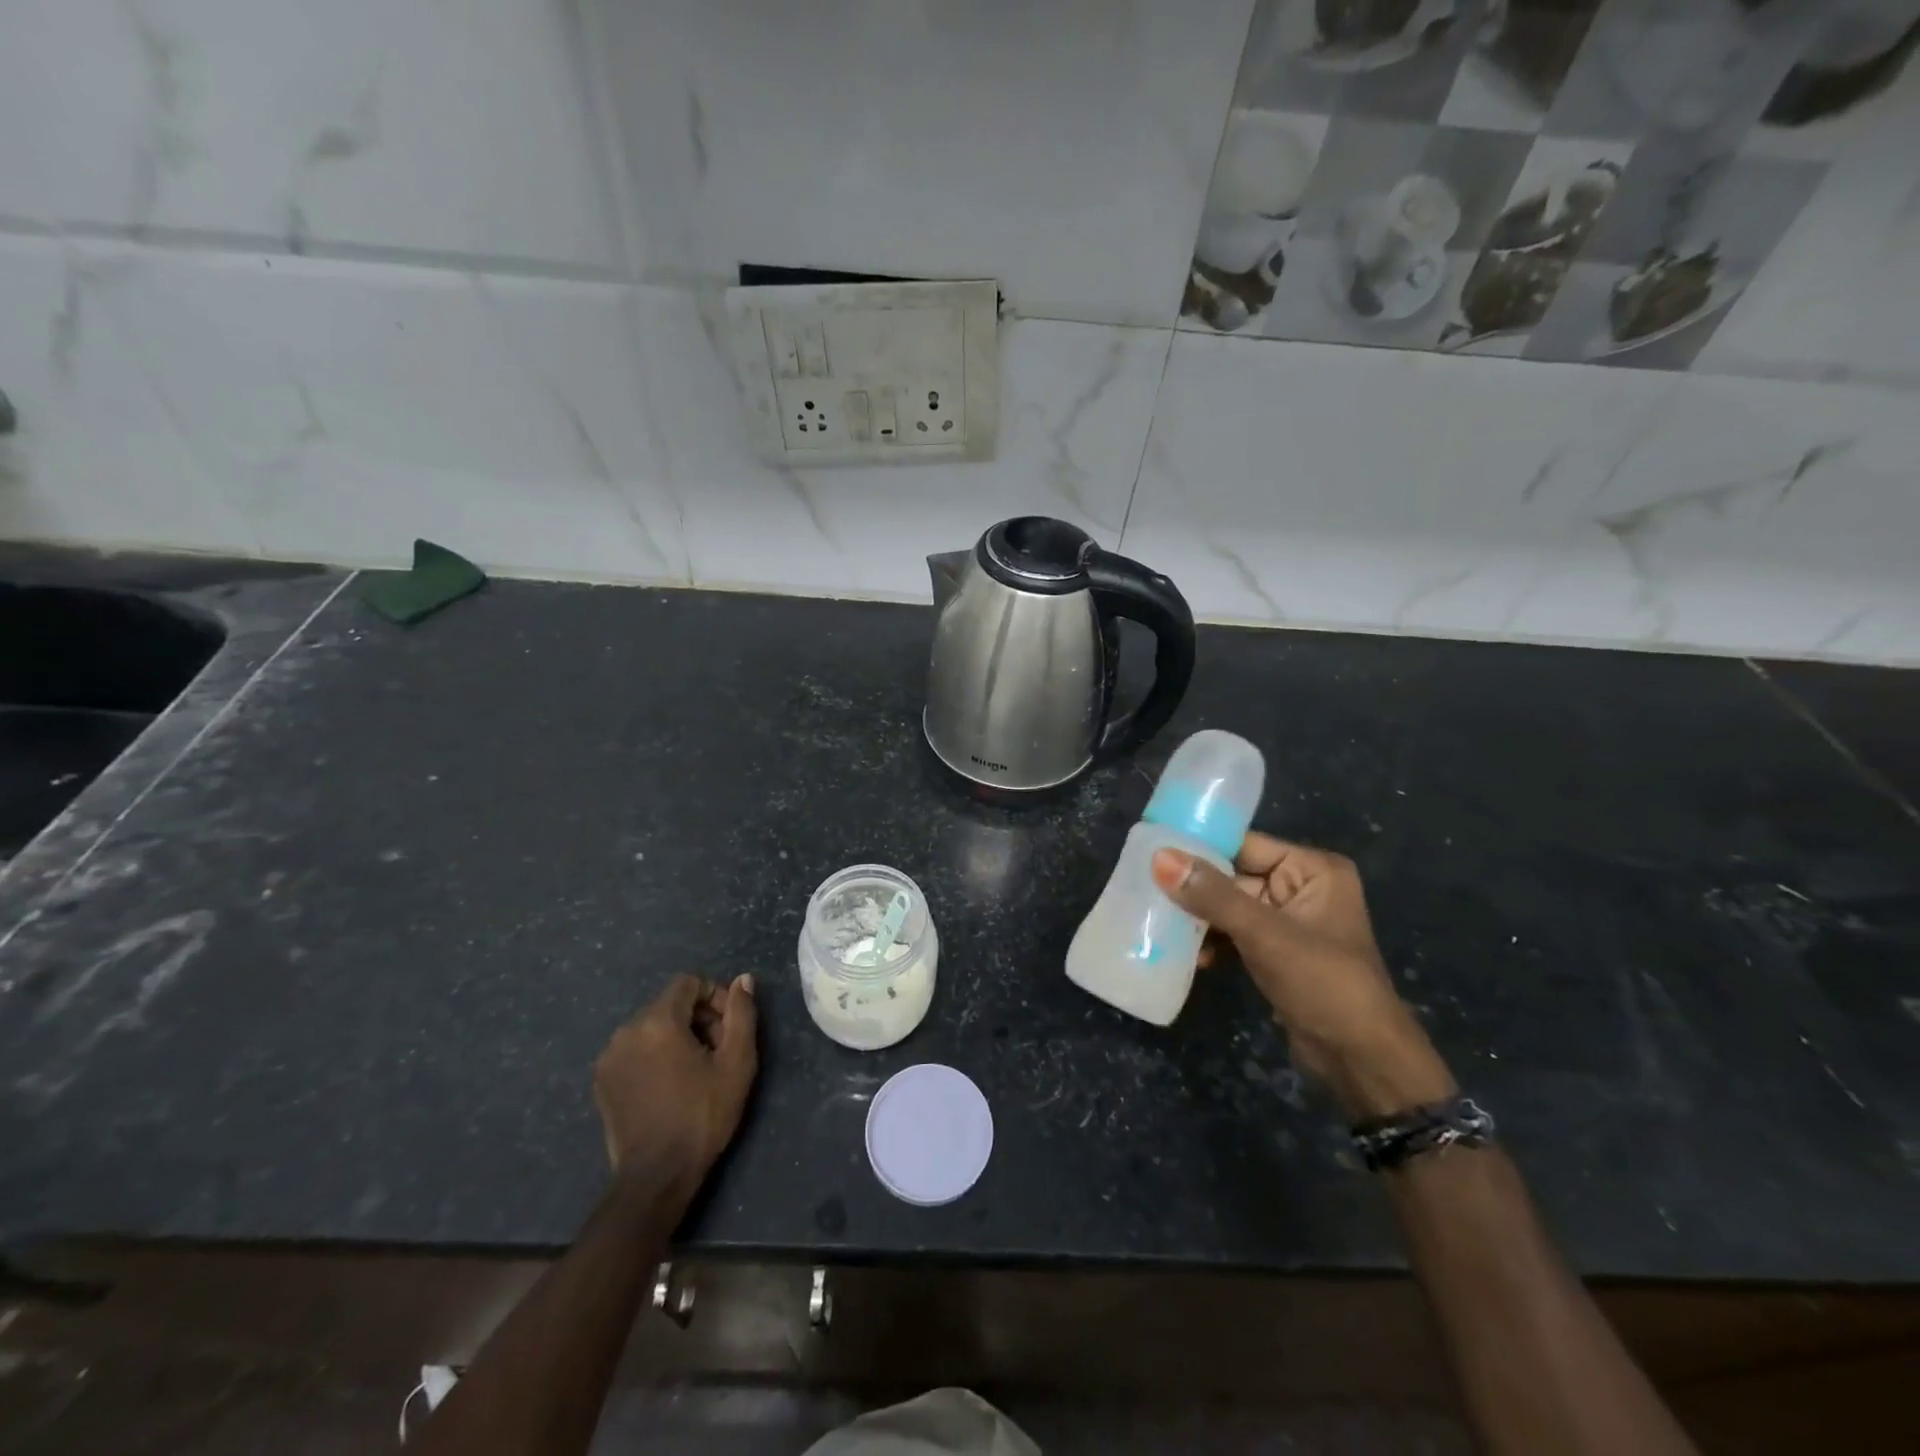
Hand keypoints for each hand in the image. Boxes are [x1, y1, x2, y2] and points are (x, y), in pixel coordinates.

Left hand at [593, 974, 757, 1188]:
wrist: (657, 1176)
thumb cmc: (703, 1115)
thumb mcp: (737, 1062)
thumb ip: (742, 1013)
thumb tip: (744, 979)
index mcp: (658, 1021)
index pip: (689, 983)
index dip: (715, 997)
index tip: (729, 1029)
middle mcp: (627, 1031)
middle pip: (671, 1004)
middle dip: (698, 1019)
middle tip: (717, 1052)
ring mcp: (609, 1057)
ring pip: (652, 1027)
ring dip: (676, 1037)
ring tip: (695, 1071)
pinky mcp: (602, 1080)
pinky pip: (634, 1050)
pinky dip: (654, 1055)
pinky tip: (669, 1085)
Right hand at [1151, 835, 1453, 1118]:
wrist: (1360, 1061)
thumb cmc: (1322, 983)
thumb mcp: (1264, 934)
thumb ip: (1212, 895)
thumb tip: (1159, 857)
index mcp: (1312, 870)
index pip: (1245, 846)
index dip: (1200, 848)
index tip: (1151, 851)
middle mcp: (1301, 888)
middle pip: (1233, 877)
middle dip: (1193, 889)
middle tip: (1145, 890)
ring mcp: (1289, 923)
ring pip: (1229, 908)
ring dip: (1199, 920)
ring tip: (1158, 925)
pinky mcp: (1277, 953)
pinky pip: (1235, 935)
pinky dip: (1212, 943)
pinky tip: (1187, 955)